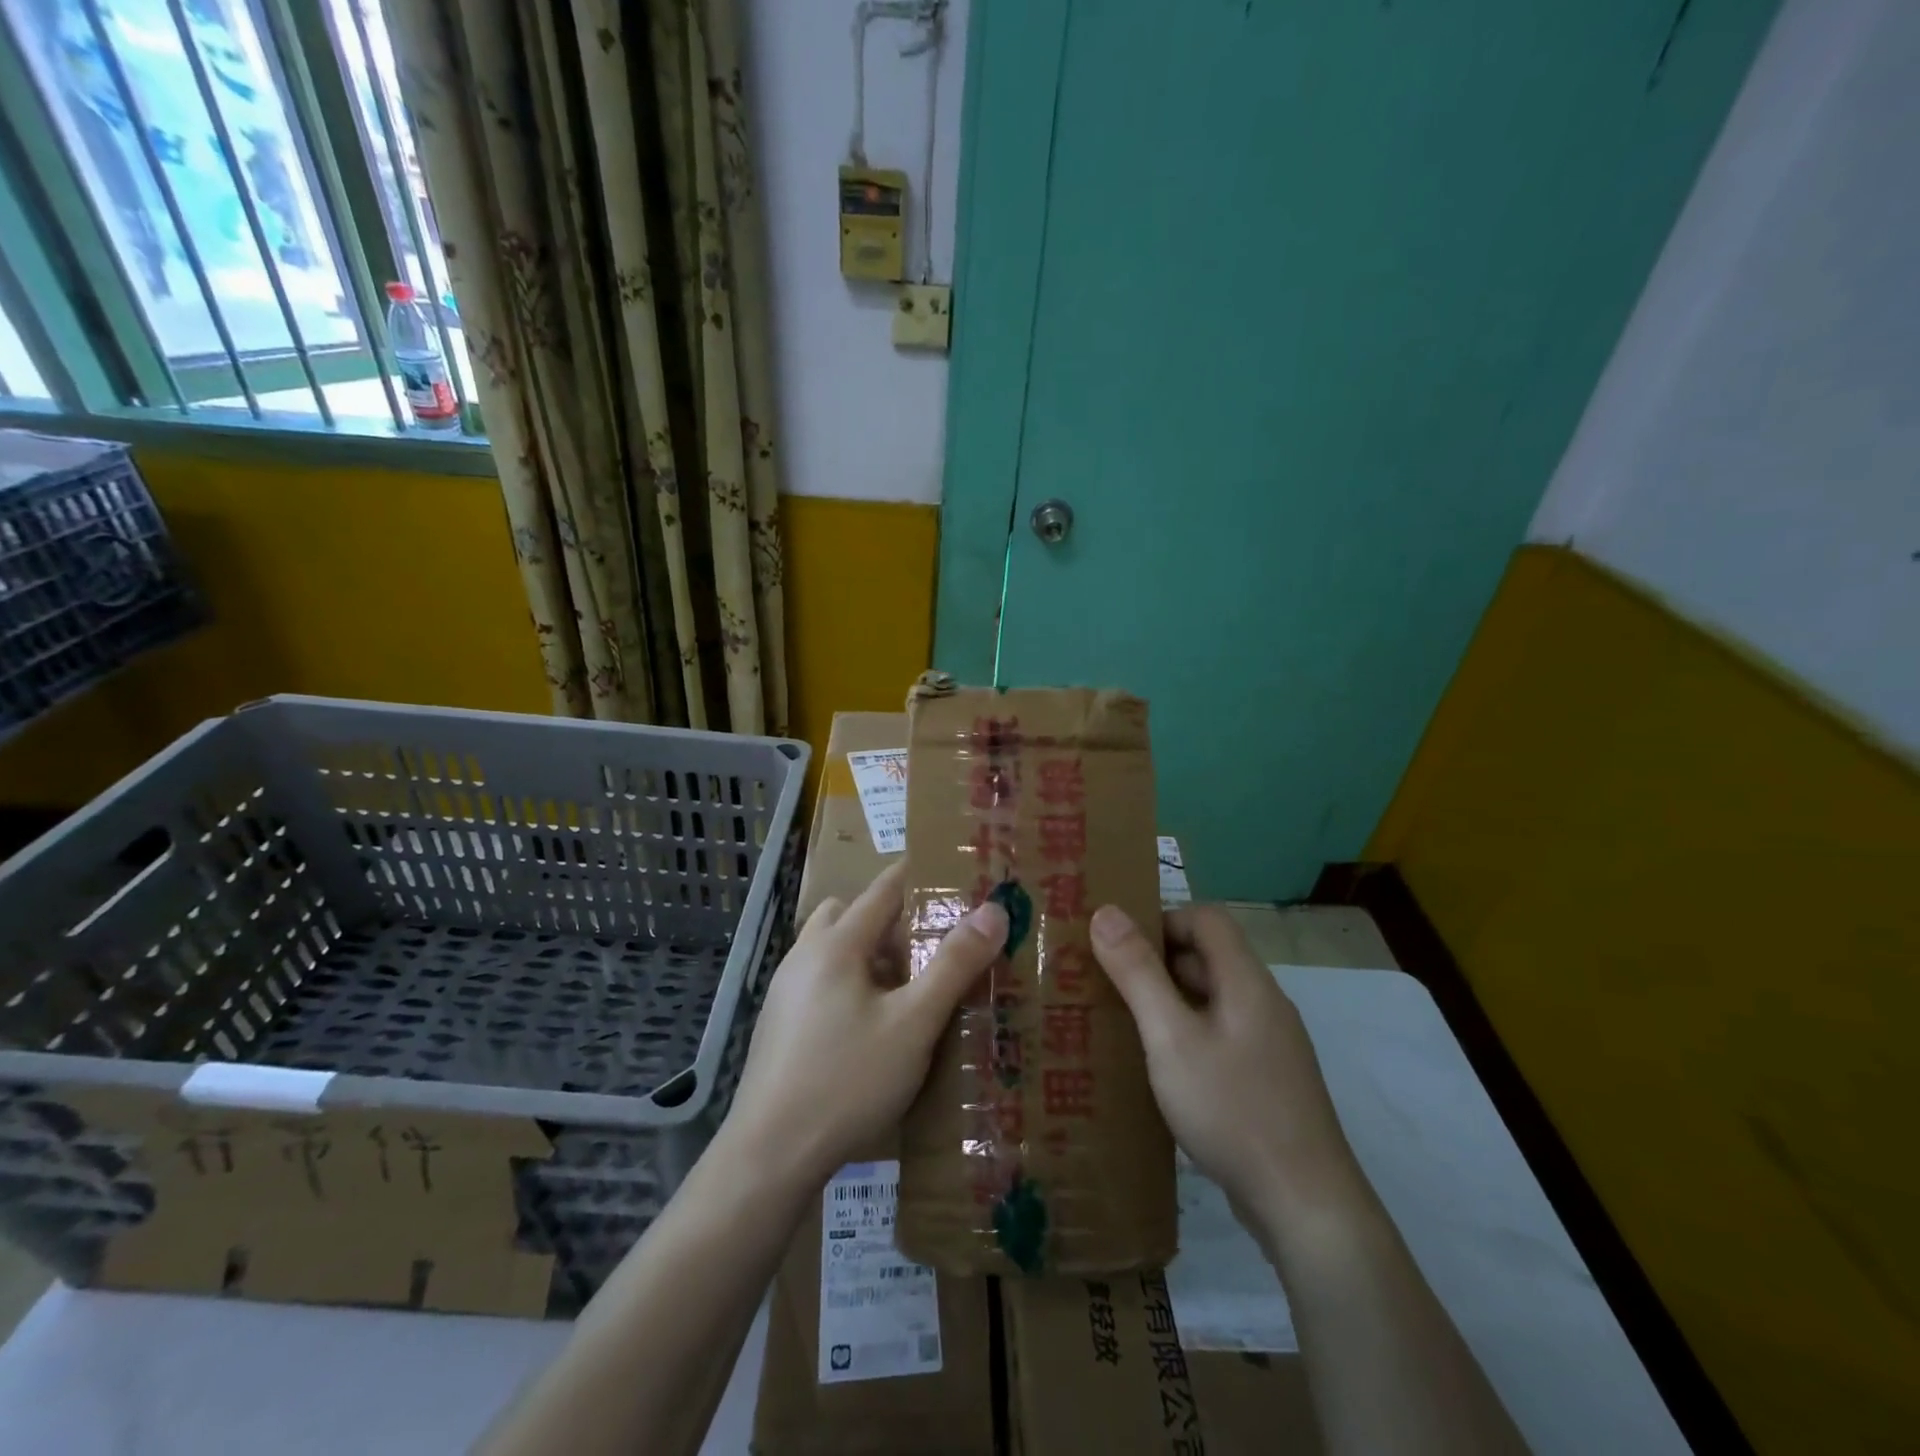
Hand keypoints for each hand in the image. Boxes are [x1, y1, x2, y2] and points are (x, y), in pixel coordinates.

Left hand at [727, 862, 1007, 1186]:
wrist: (770, 1155)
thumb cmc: (847, 1080)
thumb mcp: (914, 1023)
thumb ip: (954, 964)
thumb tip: (994, 909)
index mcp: (836, 945)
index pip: (882, 890)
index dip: (916, 876)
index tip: (950, 872)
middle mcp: (804, 956)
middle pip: (850, 914)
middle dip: (890, 919)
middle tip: (929, 943)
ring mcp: (785, 991)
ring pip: (832, 949)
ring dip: (867, 953)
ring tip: (906, 987)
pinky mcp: (778, 1024)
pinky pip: (820, 980)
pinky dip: (849, 982)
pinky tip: (871, 1025)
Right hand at [1091, 903, 1363, 1220]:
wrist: (1306, 1206)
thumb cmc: (1232, 1108)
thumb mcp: (1171, 1037)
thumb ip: (1137, 973)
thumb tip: (1106, 912)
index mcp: (1246, 981)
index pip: (1206, 919)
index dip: (1162, 919)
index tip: (1118, 945)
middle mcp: (1263, 1003)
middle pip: (1208, 957)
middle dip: (1156, 962)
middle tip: (1106, 982)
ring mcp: (1269, 1044)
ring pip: (1211, 1000)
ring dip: (1168, 1001)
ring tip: (1120, 1022)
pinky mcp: (1266, 1080)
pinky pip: (1219, 1036)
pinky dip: (1185, 1035)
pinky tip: (1158, 1068)